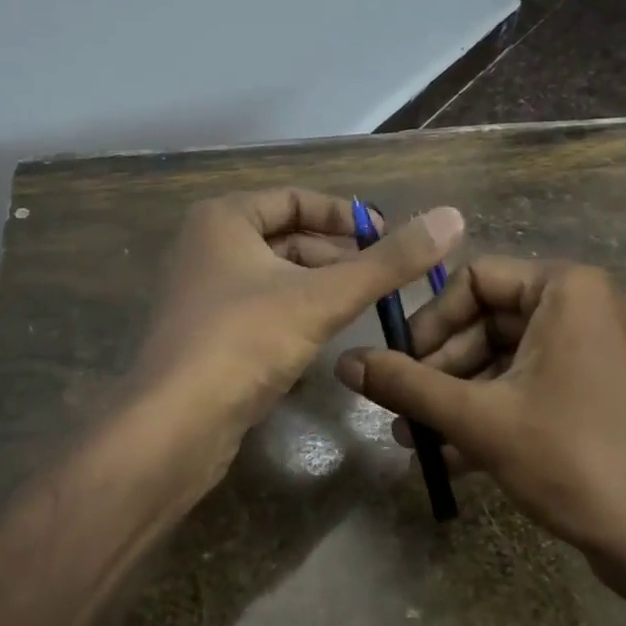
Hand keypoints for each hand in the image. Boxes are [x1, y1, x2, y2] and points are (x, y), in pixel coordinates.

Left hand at [130, 188, 463, 497]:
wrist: (173, 426)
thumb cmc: (245, 341)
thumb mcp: (323, 297)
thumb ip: (389, 261)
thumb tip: (452, 217)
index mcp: (224, 218)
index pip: (297, 198)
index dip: (346, 216)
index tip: (387, 238)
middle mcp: (206, 246)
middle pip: (286, 237)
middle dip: (336, 254)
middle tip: (383, 277)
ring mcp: (200, 292)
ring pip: (275, 275)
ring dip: (319, 286)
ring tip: (363, 307)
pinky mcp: (203, 334)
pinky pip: (259, 308)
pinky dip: (294, 314)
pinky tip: (324, 338)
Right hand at [334, 257, 625, 556]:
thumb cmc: (571, 456)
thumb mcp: (477, 417)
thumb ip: (406, 384)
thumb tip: (344, 362)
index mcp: (570, 288)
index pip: (476, 280)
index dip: (429, 322)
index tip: (399, 364)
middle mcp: (596, 306)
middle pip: (495, 321)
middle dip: (443, 370)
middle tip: (404, 408)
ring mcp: (612, 351)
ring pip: (516, 360)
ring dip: (465, 397)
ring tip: (419, 441)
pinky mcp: (617, 393)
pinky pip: (545, 385)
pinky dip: (503, 411)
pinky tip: (459, 457)